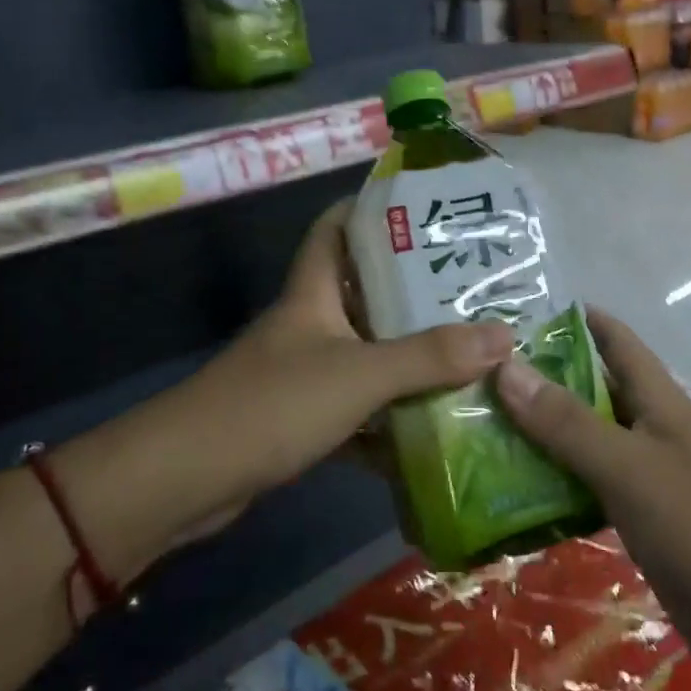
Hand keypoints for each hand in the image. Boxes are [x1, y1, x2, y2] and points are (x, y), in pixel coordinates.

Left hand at [190, 201, 516, 499]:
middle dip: (413, 290)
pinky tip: (434, 422)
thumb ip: (429, 357)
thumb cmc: (271, 405)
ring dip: (408, 356)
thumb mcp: (359, 374)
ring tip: (469, 350)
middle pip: (363, 291)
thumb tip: (504, 336)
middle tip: (474, 288)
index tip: (425, 210)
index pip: (335, 228)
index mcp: (313, 293)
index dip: (371, 210)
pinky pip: (358, 407)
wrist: (186, 480)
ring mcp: (303, 373)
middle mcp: (308, 324)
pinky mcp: (301, 420)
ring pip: (365, 352)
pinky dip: (390, 415)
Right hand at [495, 308, 690, 679]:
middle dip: (541, 379)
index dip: (575, 320)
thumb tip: (506, 367)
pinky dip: (553, 481)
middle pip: (590, 389)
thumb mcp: (629, 468)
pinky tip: (512, 489)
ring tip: (480, 427)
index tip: (516, 316)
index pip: (616, 340)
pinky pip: (585, 486)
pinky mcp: (637, 518)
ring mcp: (644, 475)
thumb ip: (567, 422)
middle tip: (476, 376)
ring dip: (540, 432)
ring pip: (583, 439)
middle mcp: (649, 429)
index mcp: (658, 401)